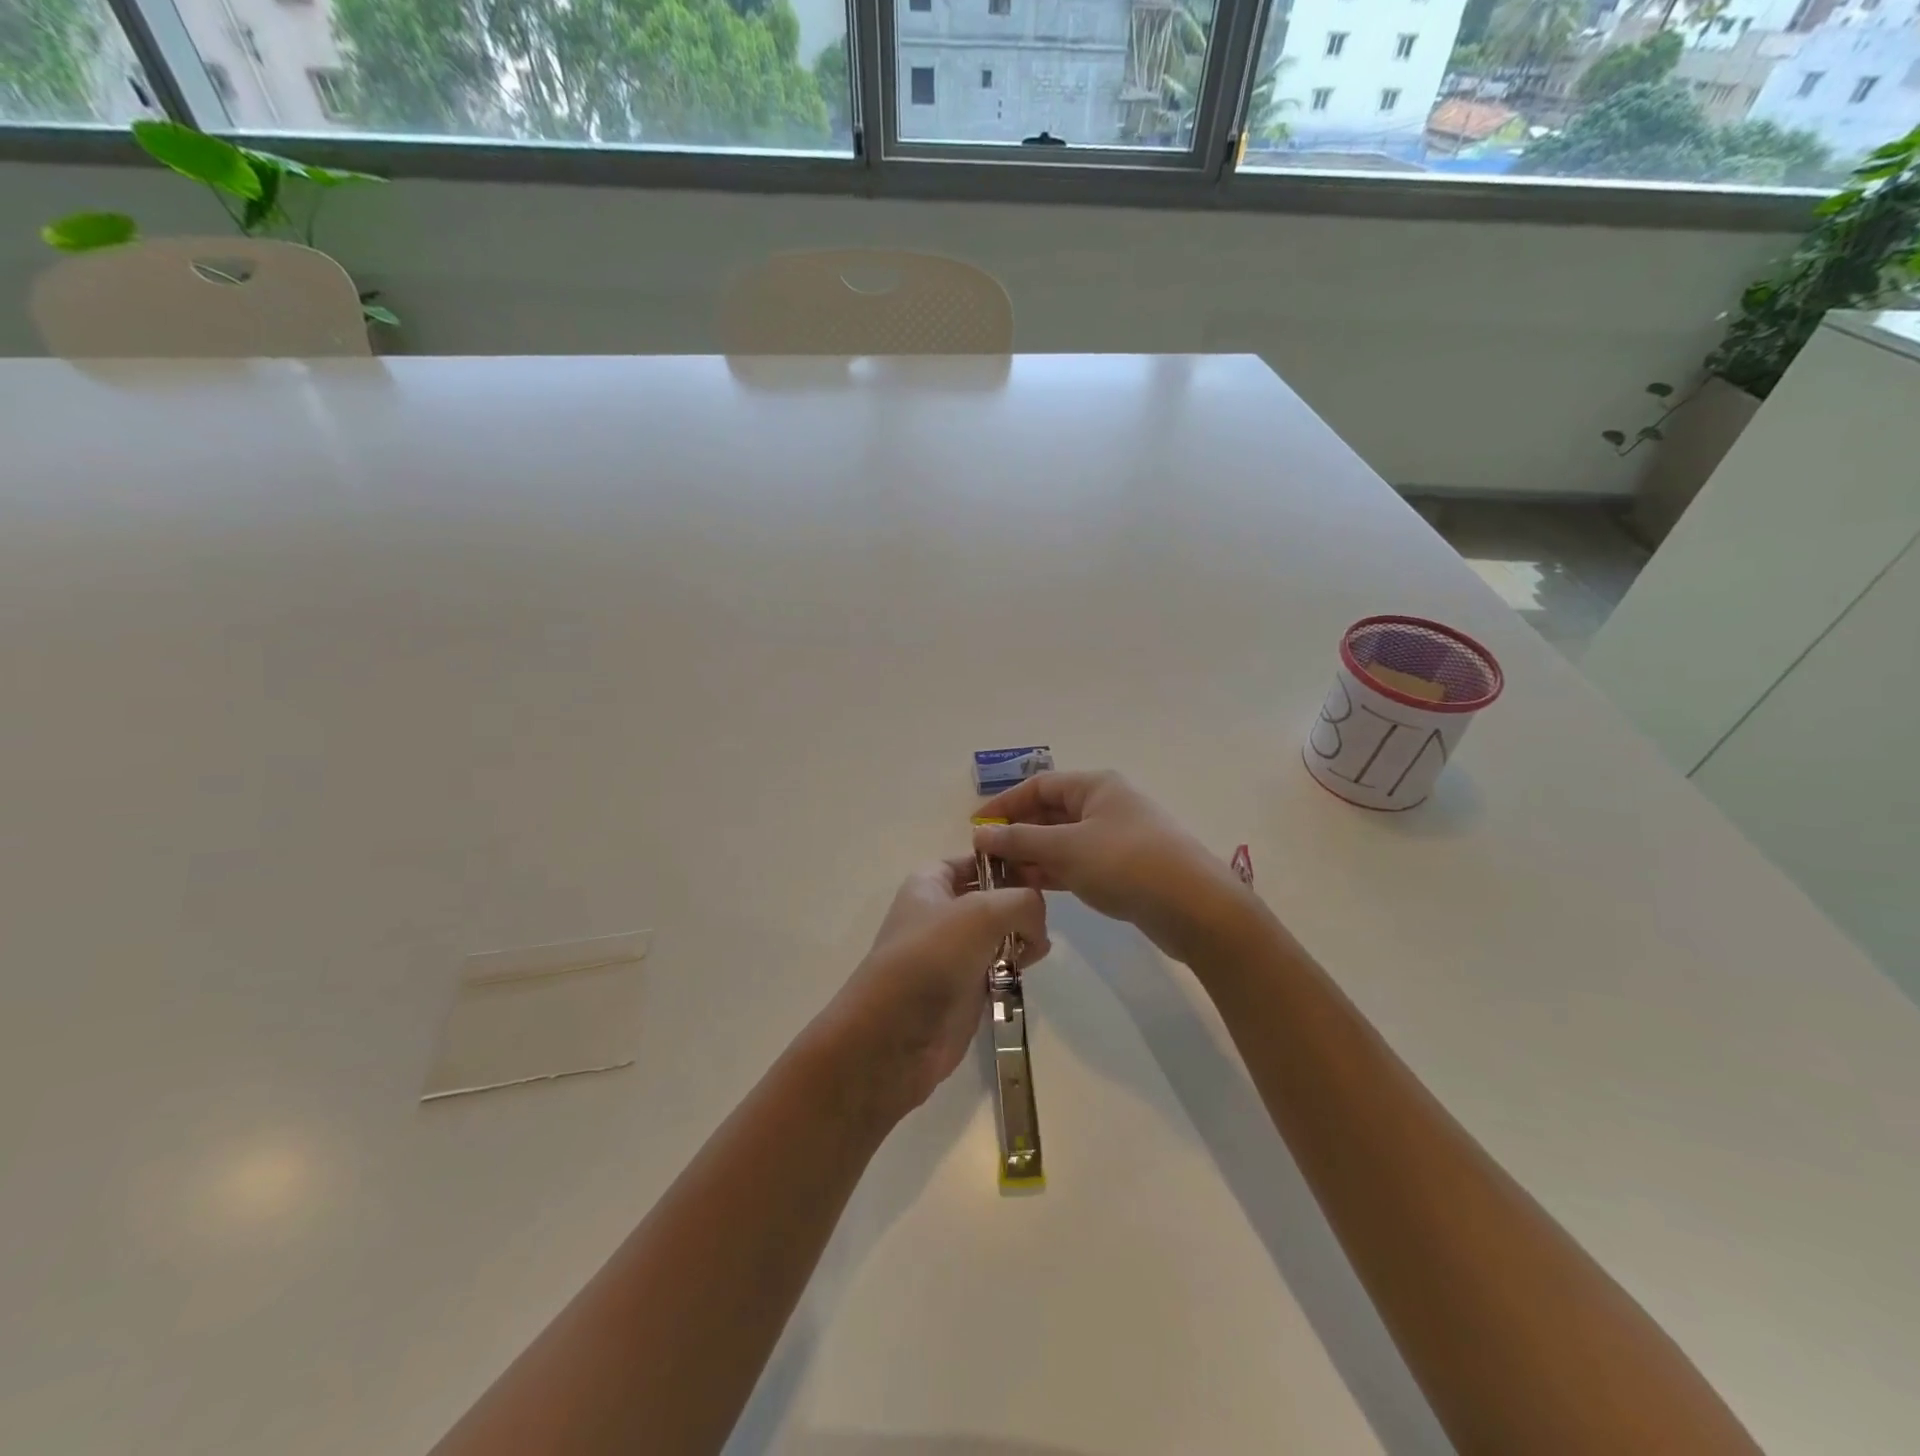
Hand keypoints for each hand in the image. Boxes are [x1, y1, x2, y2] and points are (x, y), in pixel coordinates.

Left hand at [819, 859, 1048, 1121]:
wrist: (895, 1035)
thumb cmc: (932, 957)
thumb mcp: (982, 912)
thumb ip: (1022, 902)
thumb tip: (1036, 924)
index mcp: (930, 883)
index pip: (973, 860)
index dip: (1004, 862)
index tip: (1038, 874)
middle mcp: (939, 913)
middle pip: (991, 896)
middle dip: (1019, 903)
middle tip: (1040, 918)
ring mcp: (952, 952)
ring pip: (998, 932)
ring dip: (1021, 936)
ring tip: (1034, 948)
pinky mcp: (965, 987)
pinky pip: (998, 966)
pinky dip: (1014, 965)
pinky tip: (1026, 968)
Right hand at [973, 771, 1257, 964]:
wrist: (1195, 907)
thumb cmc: (1126, 864)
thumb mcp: (1067, 848)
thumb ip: (1021, 840)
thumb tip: (981, 834)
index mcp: (1095, 786)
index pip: (1038, 786)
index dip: (1004, 804)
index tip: (976, 828)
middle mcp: (1105, 805)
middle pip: (1050, 812)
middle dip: (1017, 834)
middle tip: (986, 860)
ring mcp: (1116, 838)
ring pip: (1063, 841)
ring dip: (1033, 857)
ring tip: (1001, 879)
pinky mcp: (1123, 868)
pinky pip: (1078, 863)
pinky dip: (1054, 872)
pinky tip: (1032, 889)